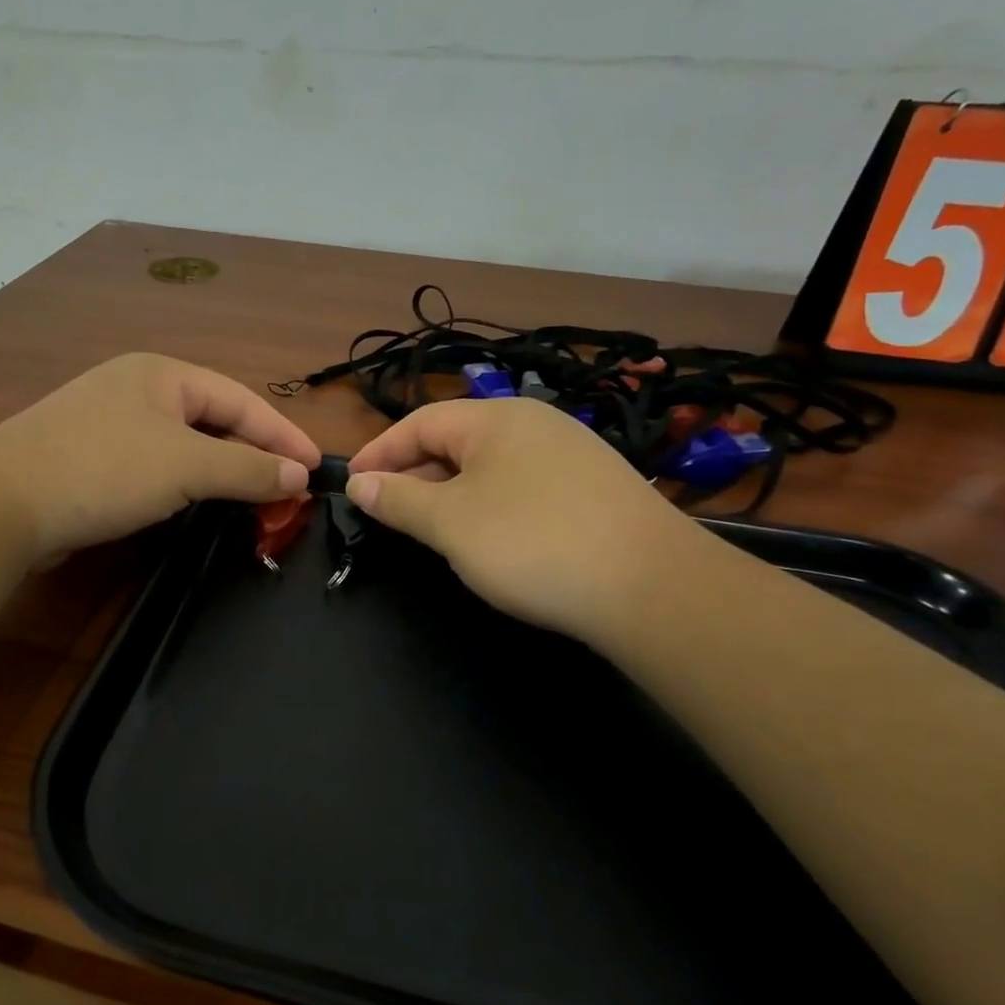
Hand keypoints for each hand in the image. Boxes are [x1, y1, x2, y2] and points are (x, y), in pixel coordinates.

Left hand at [0, 353, 319, 562]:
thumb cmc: (103, 469)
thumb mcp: (187, 466)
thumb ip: (248, 468)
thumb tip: (299, 475)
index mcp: (161, 373)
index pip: (240, 399)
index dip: (282, 434)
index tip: (315, 469)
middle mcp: (135, 389)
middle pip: (213, 419)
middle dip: (253, 454)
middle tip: (288, 491)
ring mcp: (108, 424)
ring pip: (184, 446)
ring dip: (220, 472)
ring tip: (253, 500)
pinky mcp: (89, 460)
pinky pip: (155, 467)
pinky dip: (184, 485)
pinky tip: (195, 506)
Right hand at [345, 398, 705, 643]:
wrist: (652, 586)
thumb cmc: (532, 543)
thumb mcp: (450, 523)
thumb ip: (399, 500)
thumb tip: (359, 483)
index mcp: (495, 418)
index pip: (420, 422)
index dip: (379, 452)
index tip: (352, 485)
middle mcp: (535, 423)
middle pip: (456, 440)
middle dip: (414, 473)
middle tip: (387, 512)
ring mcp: (571, 454)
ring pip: (491, 465)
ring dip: (451, 491)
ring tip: (431, 528)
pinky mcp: (595, 488)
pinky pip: (523, 486)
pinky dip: (491, 505)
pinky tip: (492, 538)